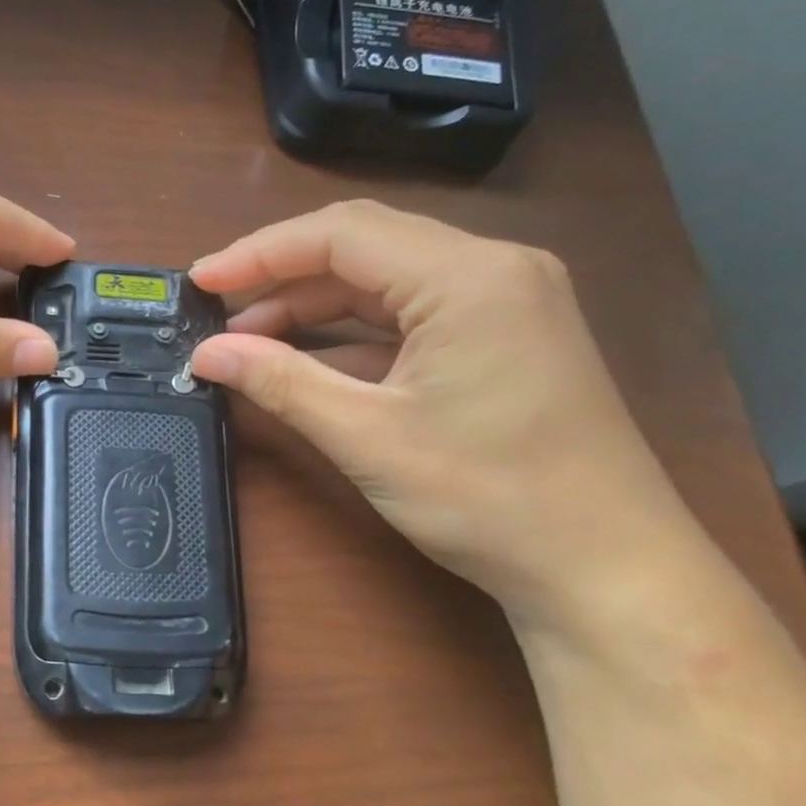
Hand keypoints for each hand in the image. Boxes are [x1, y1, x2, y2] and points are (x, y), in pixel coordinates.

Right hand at [189, 201, 697, 622]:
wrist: (605, 570)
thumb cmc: (489, 498)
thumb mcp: (367, 436)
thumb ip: (280, 382)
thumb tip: (206, 355)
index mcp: (468, 277)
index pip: (342, 234)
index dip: (260, 252)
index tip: (200, 282)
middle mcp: (493, 270)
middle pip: (363, 247)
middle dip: (282, 276)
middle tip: (217, 311)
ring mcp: (504, 303)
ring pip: (384, 282)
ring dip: (313, 309)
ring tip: (248, 342)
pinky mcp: (503, 338)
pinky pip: (410, 317)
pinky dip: (351, 336)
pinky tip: (305, 363)